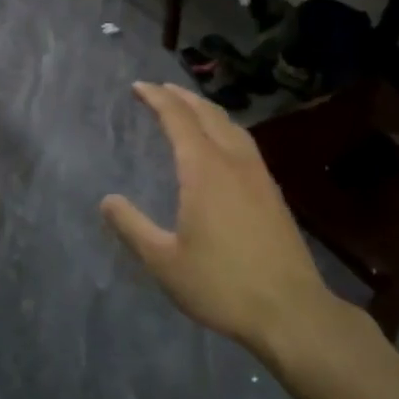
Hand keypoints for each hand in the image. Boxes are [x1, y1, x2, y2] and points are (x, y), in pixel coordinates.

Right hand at [101, 82, 345, 352]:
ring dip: (206, 109)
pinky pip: (245, 143)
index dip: (157, 99)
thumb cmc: (222, 285)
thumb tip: (107, 200)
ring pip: (232, 126)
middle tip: (159, 88)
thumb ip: (132, 227)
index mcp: (204, 170)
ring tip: (189, 107)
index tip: (138, 87)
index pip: (178, 119)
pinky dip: (225, 128)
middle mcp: (233, 162)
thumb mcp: (164, 261)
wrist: (292, 312)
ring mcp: (258, 176)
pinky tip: (222, 145)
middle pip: (208, 114)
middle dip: (181, 96)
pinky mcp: (273, 193)